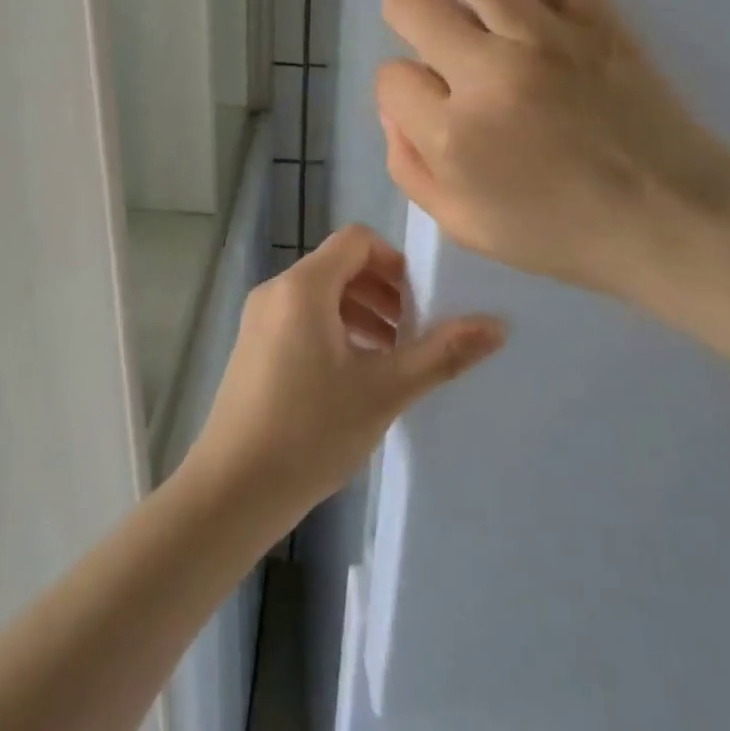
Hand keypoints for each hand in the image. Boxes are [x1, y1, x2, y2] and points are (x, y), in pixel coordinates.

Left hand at [186, 225, 504, 526]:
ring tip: (391, 357)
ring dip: (361, 312)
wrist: (232, 490)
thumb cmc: (310, 431)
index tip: (421, 301)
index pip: (356, 240)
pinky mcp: (252, 347)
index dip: (394, 261)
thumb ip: (441, 354)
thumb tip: (497, 324)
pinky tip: (354, 376)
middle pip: (339, 266)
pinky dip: (334, 330)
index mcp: (304, 286)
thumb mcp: (384, 391)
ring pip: (320, 295)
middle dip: (382, 291)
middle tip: (413, 332)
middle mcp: (277, 290)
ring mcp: (259, 319)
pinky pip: (301, 318)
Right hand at [375, 0, 729, 314]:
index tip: (429, 104)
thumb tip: (393, 108)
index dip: (402, 89)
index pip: (391, 79)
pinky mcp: (595, 15)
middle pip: (411, 9)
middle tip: (429, 32)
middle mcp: (485, 74)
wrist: (675, 224)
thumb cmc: (566, 236)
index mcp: (451, 135)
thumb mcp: (466, 228)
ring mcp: (542, 36)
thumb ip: (410, 169)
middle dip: (406, 16)